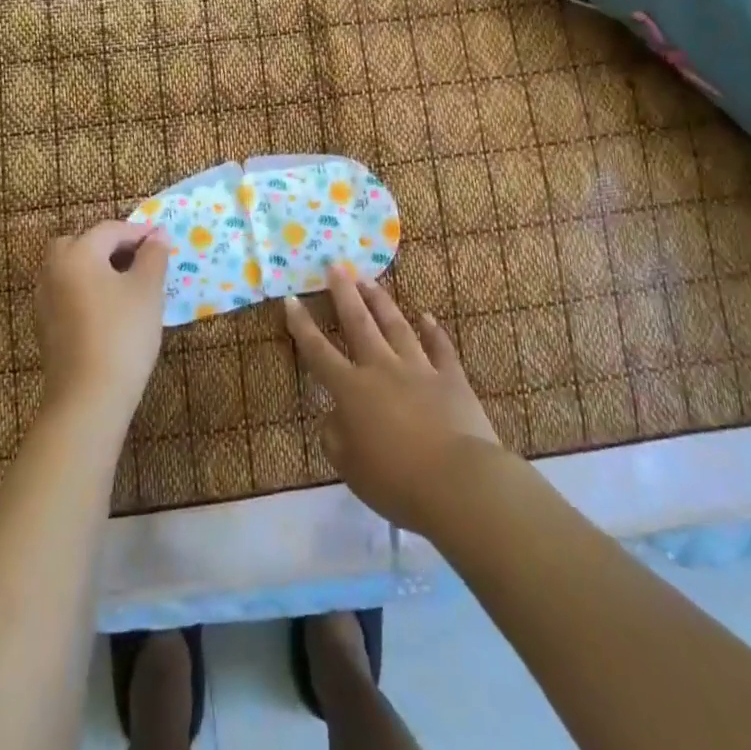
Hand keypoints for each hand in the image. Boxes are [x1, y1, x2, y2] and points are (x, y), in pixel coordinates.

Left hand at [33, 220, 169, 426]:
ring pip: (70, 270)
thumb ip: (153, 256)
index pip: (109, 230)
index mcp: (77, 254)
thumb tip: (158, 235)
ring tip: (126, 285)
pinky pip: (66, 294)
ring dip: (95, 268)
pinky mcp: (44, 327)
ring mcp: (44, 300)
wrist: (88, 397)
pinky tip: (108, 311)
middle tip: (137, 259)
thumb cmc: (123, 334)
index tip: (161, 241)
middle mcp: (53, 270)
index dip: (138, 232)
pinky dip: (85, 291)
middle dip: (108, 246)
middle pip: (79, 244)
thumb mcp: (147, 290)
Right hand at [285, 264, 503, 533]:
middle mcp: (382, 369)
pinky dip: (434, 331)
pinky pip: (440, 348)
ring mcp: (419, 369)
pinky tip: (428, 317)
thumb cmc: (396, 481)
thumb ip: (335, 438)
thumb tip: (332, 417)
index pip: (319, 352)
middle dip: (344, 294)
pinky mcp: (451, 378)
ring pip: (396, 327)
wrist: (458, 482)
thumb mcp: (351, 468)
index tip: (291, 298)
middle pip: (358, 324)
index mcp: (352, 390)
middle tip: (336, 266)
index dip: (302, 325)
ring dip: (381, 303)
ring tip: (369, 281)